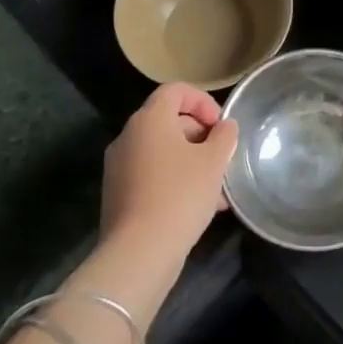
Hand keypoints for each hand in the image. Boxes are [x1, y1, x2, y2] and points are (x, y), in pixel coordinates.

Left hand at [100, 83, 238, 254]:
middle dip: (201, 134)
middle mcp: (128, 137)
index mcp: (149, 120)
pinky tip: (200, 206)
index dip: (203, 101)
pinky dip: (176, 179)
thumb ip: (224, 136)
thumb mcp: (214, 162)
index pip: (175, 90)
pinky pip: (152, 174)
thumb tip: (224, 127)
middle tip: (222, 157)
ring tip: (218, 188)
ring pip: (163, 151)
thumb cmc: (180, 195)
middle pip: (168, 120)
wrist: (139, 253)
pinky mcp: (118, 194)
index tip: (221, 126)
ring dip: (192, 161)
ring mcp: (119, 167)